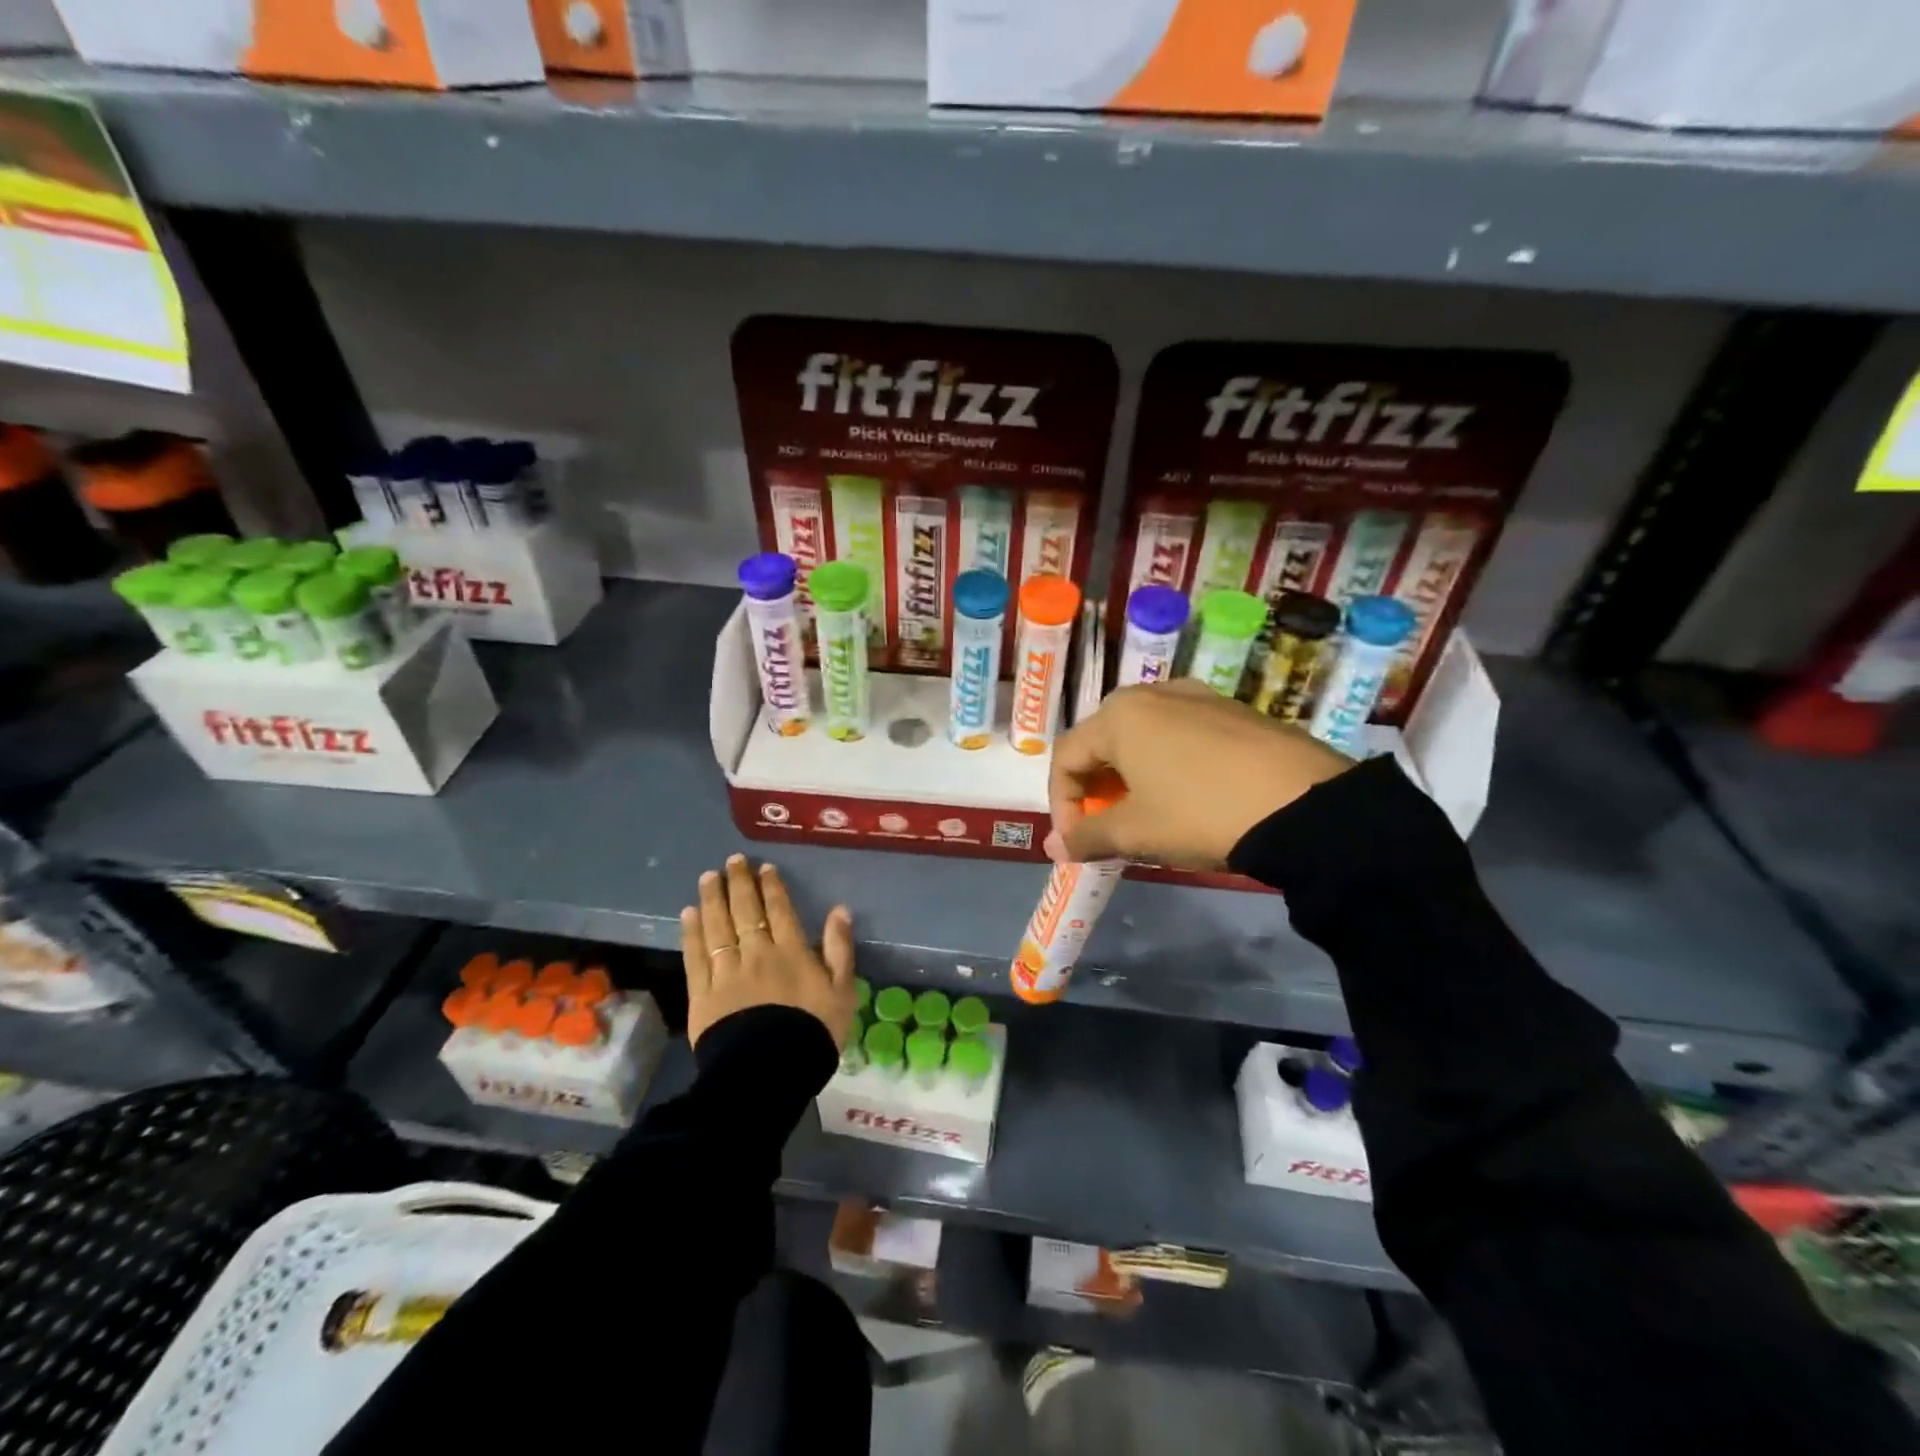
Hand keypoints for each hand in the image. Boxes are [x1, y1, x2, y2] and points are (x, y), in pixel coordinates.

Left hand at [680, 855, 856, 1048]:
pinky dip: (692, 932)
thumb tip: (840, 910)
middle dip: (738, 883)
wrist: (769, 1073)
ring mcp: (727, 972)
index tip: (763, 868)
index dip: (770, 887)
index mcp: (791, 952)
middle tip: (731, 861)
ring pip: (717, 927)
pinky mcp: (703, 994)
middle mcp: (757, 953)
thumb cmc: (812, 1033)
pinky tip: (689, 914)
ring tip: (707, 877)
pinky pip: (696, 956)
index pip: (779, 911)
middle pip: (745, 911)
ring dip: (712, 899)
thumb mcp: (842, 991)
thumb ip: (840, 949)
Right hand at [1048, 680, 1352, 869]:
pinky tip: (1189, 798)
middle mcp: (1153, 693)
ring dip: (1131, 778)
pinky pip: (1181, 735)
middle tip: (1109, 829)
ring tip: (1148, 816)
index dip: (1062, 804)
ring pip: (1143, 738)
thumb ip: (1087, 837)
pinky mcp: (1233, 711)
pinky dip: (1167, 766)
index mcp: (1119, 715)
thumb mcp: (1136, 832)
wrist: (1304, 805)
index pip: (1066, 757)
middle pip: (1103, 742)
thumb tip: (1053, 849)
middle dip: (1096, 790)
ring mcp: (1198, 697)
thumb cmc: (1200, 813)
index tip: (1077, 842)